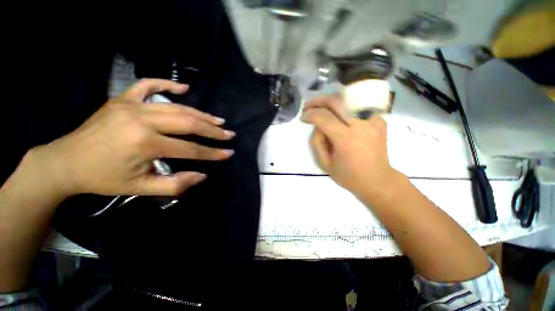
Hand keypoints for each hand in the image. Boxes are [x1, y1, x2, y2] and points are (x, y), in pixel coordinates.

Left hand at [34, 79, 234, 196]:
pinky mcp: (122, 99)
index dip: (212, 153)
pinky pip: (148, 85)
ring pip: (176, 107)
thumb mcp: (141, 188)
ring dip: (201, 114)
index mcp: (145, 144)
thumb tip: (203, 175)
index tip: (229, 153)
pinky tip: (184, 88)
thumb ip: (176, 184)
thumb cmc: (103, 178)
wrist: (66, 162)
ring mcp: (131, 105)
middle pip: (188, 123)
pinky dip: (167, 84)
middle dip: (213, 131)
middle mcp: (141, 120)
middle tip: (229, 134)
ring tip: (218, 120)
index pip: (190, 149)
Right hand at [301, 95, 398, 197]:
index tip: (302, 117)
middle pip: (336, 101)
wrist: (378, 180)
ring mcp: (373, 120)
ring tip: (321, 106)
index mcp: (346, 139)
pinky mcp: (380, 120)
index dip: (310, 115)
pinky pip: (359, 107)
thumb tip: (317, 126)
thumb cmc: (349, 176)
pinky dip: (346, 107)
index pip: (323, 117)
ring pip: (348, 100)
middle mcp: (361, 125)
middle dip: (318, 101)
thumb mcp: (325, 163)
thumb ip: (317, 142)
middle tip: (308, 106)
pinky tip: (340, 114)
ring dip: (331, 101)